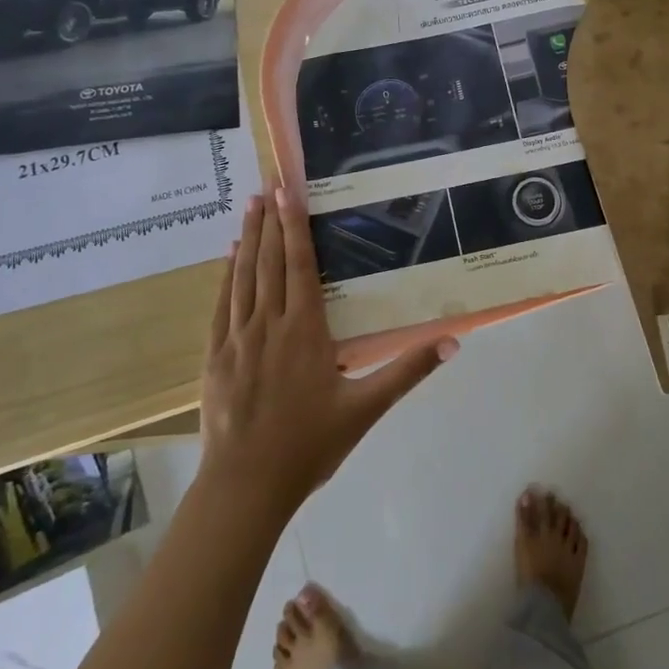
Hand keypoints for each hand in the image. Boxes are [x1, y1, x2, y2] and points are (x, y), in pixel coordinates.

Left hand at [198, 186, 456, 514]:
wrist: (246, 485)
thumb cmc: (310, 444)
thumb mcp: (366, 408)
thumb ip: (408, 370)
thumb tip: (453, 340)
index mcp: (306, 330)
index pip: (300, 265)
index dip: (294, 225)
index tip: (288, 191)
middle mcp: (270, 323)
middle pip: (270, 261)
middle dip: (270, 220)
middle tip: (267, 184)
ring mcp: (238, 338)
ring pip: (244, 276)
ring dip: (247, 239)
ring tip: (249, 206)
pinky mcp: (216, 355)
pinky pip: (222, 305)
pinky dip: (226, 276)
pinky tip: (228, 258)